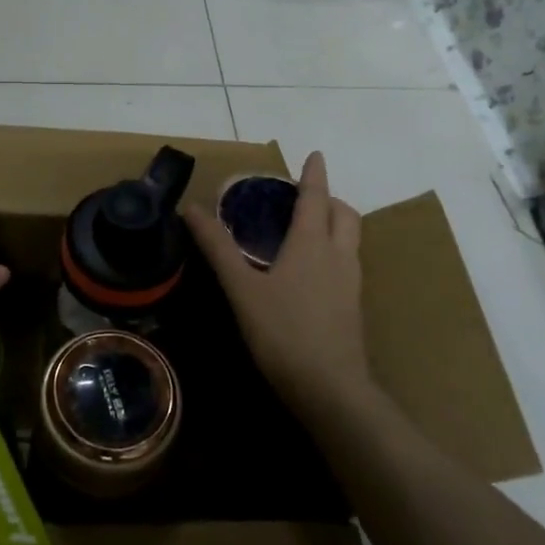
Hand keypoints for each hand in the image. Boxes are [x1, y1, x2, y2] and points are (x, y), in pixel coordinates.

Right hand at [183, 152, 372, 419]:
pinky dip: (334, 250)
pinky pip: (348, 263)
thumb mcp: (242, 288)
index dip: (314, 174)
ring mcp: (351, 283)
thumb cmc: (283, 332)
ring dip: (334, 224)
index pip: (316, 197)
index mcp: (312, 243)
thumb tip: (191, 208)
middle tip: (305, 198)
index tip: (315, 155)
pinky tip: (313, 272)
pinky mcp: (354, 307)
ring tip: (307, 230)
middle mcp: (338, 255)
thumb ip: (217, 248)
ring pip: (350, 239)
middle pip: (344, 214)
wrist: (331, 389)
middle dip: (329, 199)